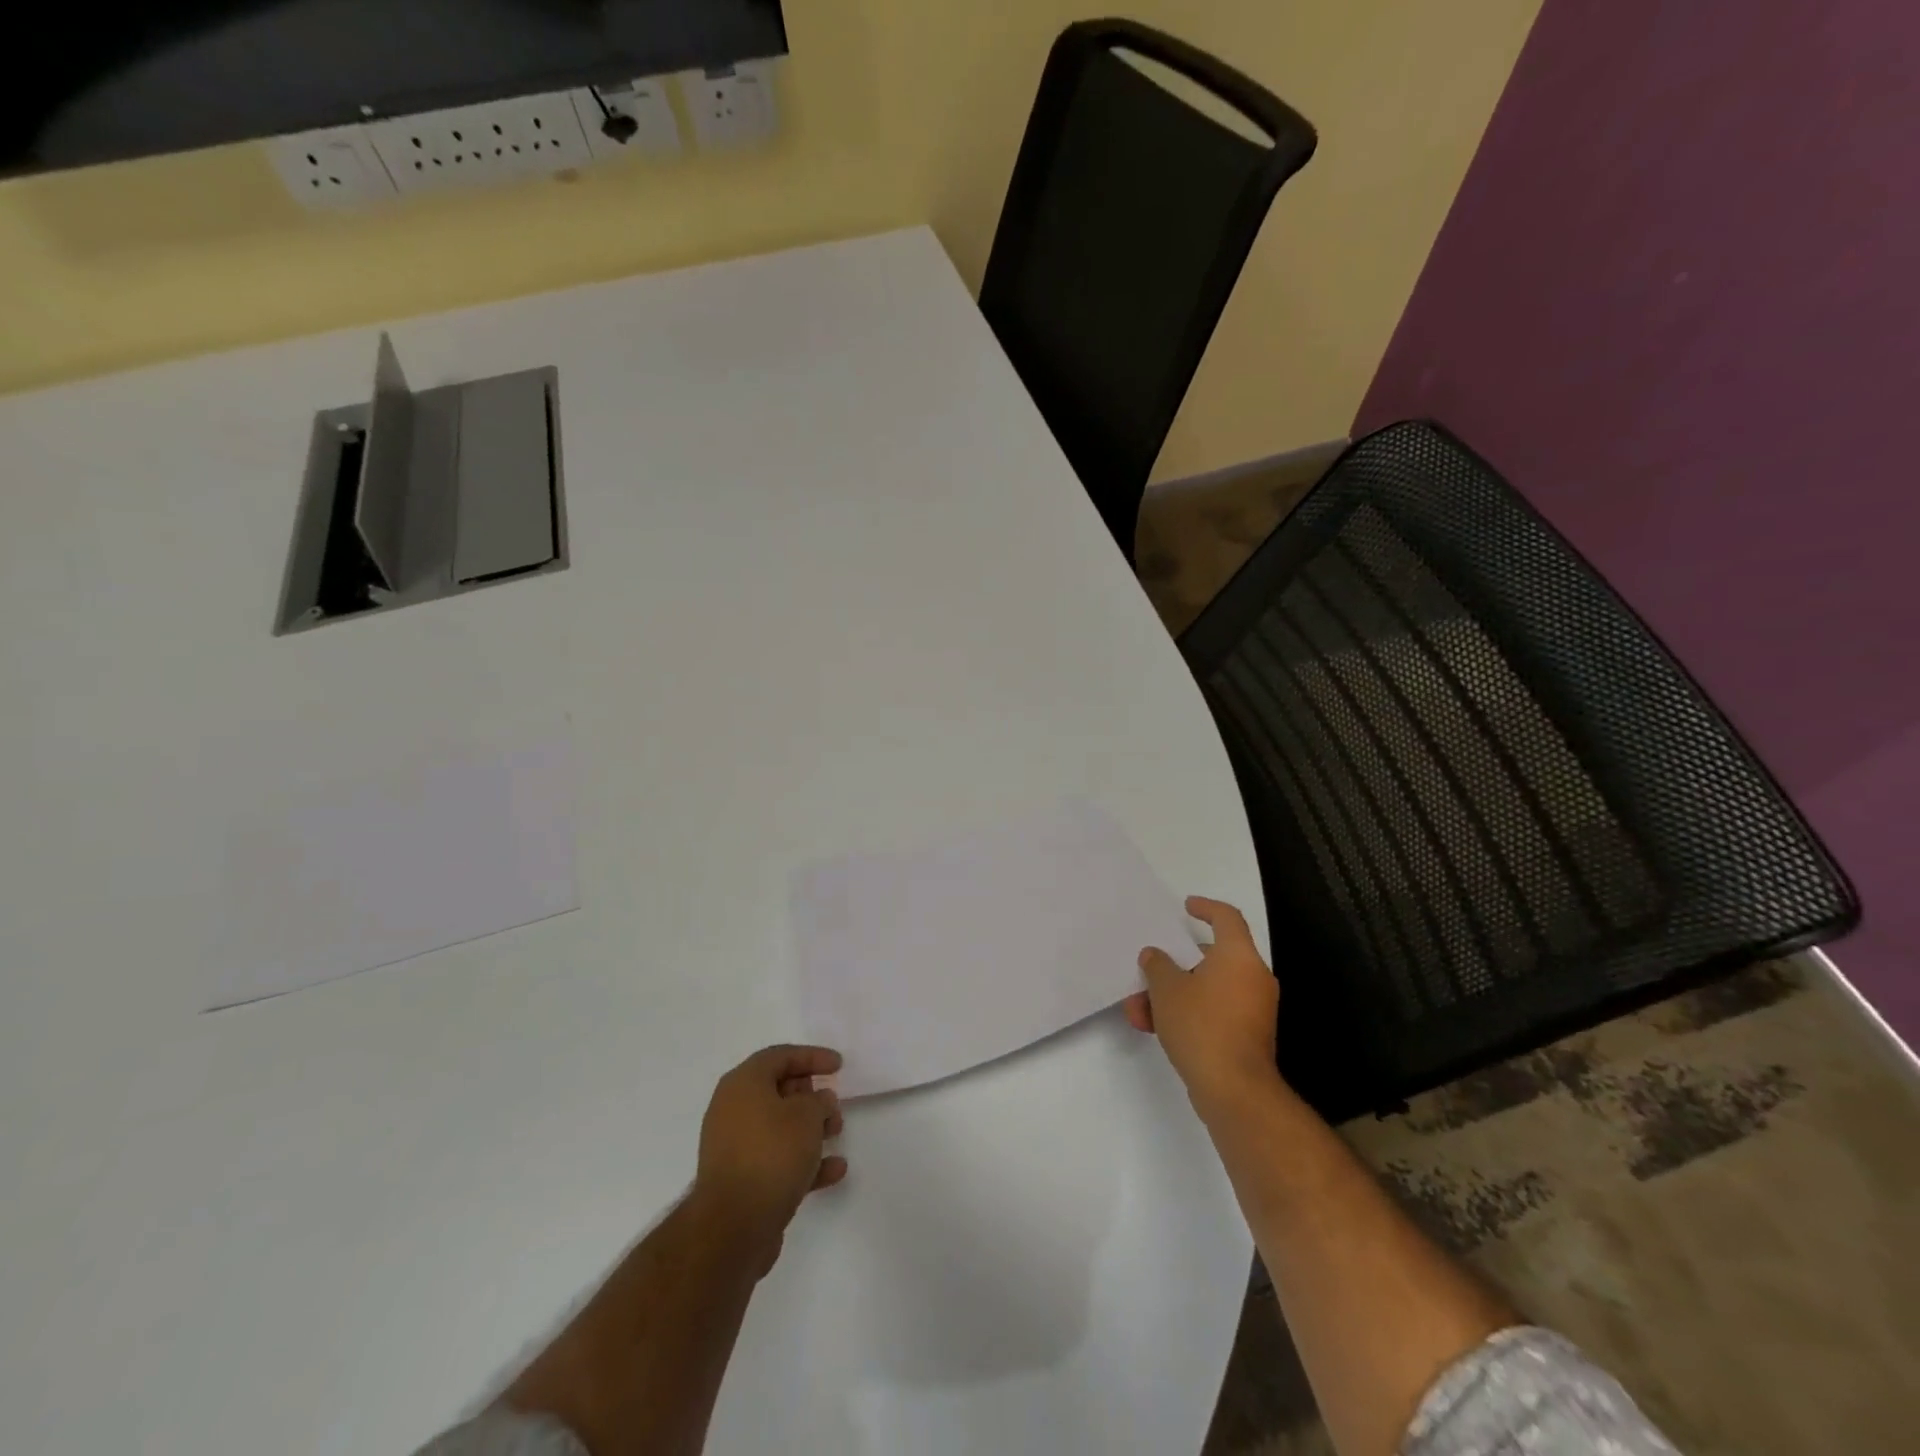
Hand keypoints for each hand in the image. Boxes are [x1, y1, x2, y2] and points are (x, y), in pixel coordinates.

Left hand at [692, 1045, 846, 1268]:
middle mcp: (733, 1110)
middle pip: (778, 1091)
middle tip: (835, 1104)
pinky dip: (804, 1160)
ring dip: (811, 1129)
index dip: (812, 1056)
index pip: (780, 1056)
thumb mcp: (807, 1116)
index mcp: (743, 1084)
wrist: (733, 1227)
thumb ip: (819, 1101)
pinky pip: (777, 1159)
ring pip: (779, 1127)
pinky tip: (834, 1170)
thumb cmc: (771, 1154)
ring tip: (837, 1134)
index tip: (839, 1065)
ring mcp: (735, 1147)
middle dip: (812, 1096)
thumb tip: (818, 1101)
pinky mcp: (742, 1181)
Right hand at [1125, 897, 1283, 1120]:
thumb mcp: (1167, 989)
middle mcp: (1252, 978)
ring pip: (1206, 989)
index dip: (1206, 908)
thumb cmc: (1202, 1025)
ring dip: (1171, 996)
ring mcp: (1253, 1010)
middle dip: (1172, 967)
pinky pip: (1213, 1012)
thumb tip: (1155, 956)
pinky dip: (1186, 1014)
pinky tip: (1154, 1029)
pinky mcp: (1247, 1036)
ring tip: (1138, 1012)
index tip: (1186, 907)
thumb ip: (1157, 965)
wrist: (1235, 1090)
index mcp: (1239, 957)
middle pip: (1210, 958)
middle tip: (1147, 974)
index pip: (1227, 918)